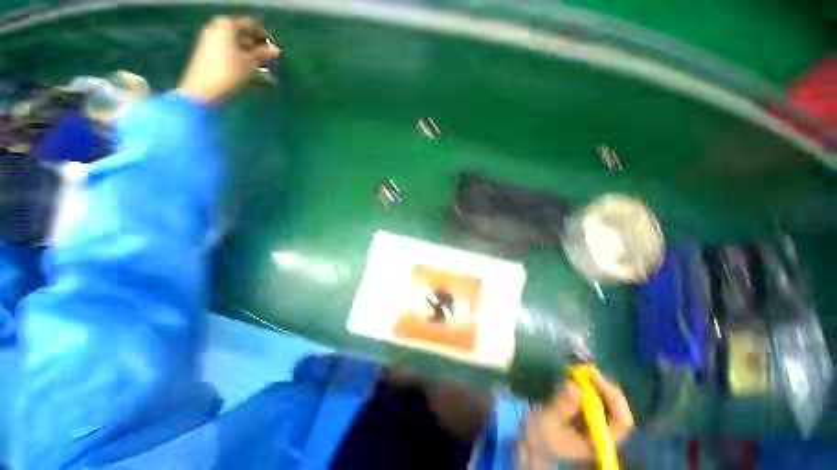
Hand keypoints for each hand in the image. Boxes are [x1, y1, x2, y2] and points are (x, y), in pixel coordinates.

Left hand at [178, 16, 279, 103]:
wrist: (202, 91)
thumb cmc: (228, 74)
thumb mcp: (250, 64)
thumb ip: (263, 54)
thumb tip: (276, 50)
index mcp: (227, 25)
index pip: (251, 24)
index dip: (265, 36)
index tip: (276, 49)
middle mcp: (217, 28)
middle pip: (243, 34)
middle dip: (258, 47)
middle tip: (271, 60)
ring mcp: (211, 40)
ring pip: (237, 45)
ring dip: (252, 56)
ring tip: (265, 69)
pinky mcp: (209, 53)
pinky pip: (230, 52)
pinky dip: (242, 60)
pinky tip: (252, 72)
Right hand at [518, 370, 633, 468]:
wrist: (537, 438)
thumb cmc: (543, 434)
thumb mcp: (549, 420)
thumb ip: (562, 405)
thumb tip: (574, 385)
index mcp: (601, 439)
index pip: (622, 421)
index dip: (613, 397)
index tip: (593, 378)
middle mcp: (605, 429)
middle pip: (617, 405)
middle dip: (602, 385)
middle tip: (583, 369)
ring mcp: (598, 418)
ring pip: (607, 396)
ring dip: (594, 381)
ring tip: (575, 371)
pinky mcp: (589, 408)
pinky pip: (596, 392)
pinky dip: (587, 381)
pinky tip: (573, 375)